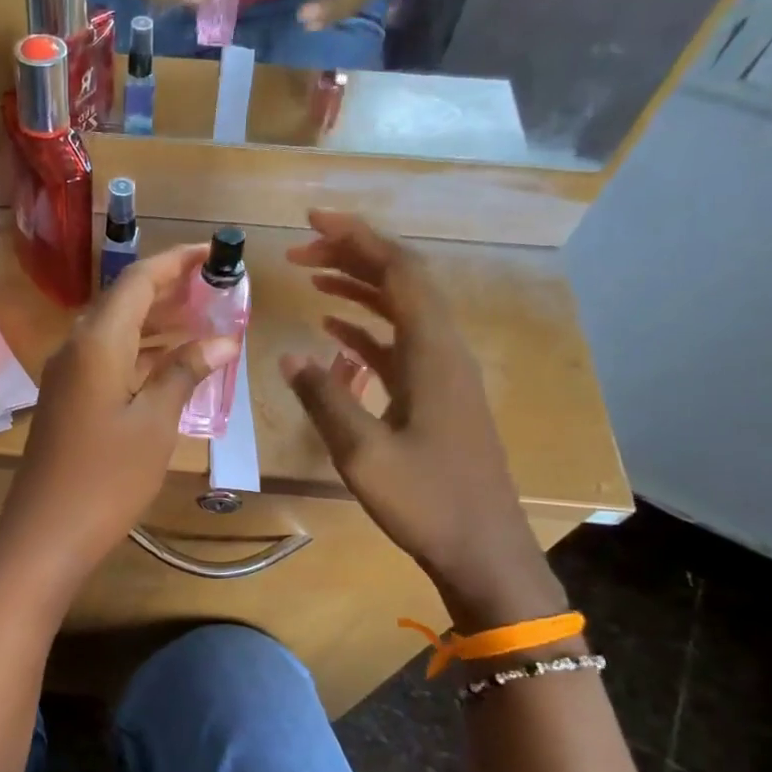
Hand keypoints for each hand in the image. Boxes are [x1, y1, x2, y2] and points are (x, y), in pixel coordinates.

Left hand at [0, 244, 239, 596]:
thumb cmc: (107, 477)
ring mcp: (67, 374)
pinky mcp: (67, 398)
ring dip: (156, 320)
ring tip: (202, 318)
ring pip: (115, 330)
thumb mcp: (155, 423)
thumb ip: (184, 373)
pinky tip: (169, 362)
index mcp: (97, 342)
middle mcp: (76, 347)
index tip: (213, 252)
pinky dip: (139, 351)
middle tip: (215, 287)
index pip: (138, 281)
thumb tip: (223, 341)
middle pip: (123, 300)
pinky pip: (106, 357)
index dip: (176, 262)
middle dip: (169, 288)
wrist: (46, 532)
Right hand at [279, 210, 565, 630]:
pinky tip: (334, 333)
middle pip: (402, 282)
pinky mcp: (436, 397)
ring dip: (359, 289)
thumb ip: (325, 397)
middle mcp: (444, 350)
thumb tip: (289, 356)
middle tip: (300, 250)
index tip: (313, 221)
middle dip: (353, 256)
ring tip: (312, 278)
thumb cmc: (425, 501)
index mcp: (433, 353)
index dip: (358, 238)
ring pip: (401, 311)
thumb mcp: (363, 451)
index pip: (399, 271)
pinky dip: (366, 330)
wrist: (482, 550)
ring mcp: (443, 374)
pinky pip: (400, 345)